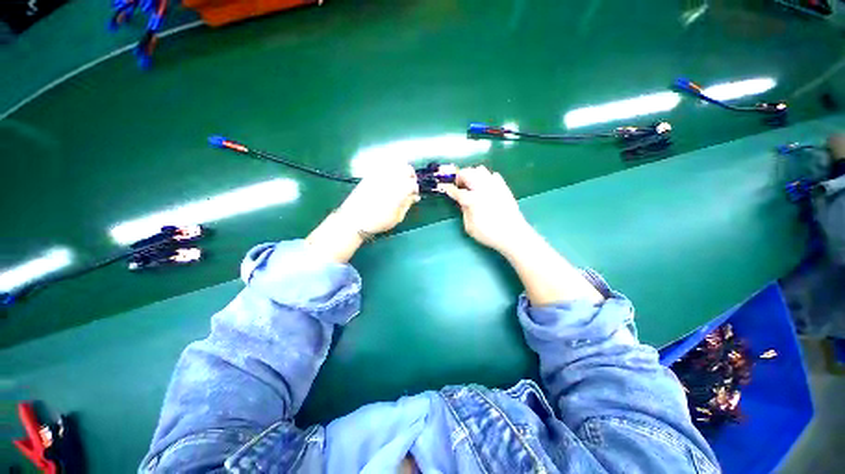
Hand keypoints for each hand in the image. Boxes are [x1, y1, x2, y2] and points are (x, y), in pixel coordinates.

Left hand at [337, 163, 420, 233]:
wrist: (354, 219)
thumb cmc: (378, 221)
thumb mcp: (397, 217)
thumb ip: (407, 204)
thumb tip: (414, 197)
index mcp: (400, 191)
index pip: (413, 184)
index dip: (415, 190)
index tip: (413, 196)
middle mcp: (391, 179)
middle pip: (407, 169)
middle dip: (411, 176)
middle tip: (409, 185)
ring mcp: (380, 174)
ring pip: (396, 164)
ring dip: (402, 170)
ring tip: (401, 180)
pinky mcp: (371, 174)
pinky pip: (384, 165)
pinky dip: (390, 168)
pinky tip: (390, 178)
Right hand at [439, 166, 533, 253]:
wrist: (513, 234)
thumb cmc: (489, 234)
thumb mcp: (470, 227)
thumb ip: (464, 212)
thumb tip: (462, 203)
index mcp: (472, 199)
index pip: (457, 191)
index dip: (449, 189)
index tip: (445, 188)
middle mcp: (482, 188)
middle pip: (468, 173)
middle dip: (460, 177)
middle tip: (458, 185)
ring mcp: (494, 185)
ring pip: (480, 170)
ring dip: (472, 174)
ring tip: (470, 184)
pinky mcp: (503, 187)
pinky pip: (493, 175)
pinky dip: (486, 178)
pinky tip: (485, 187)